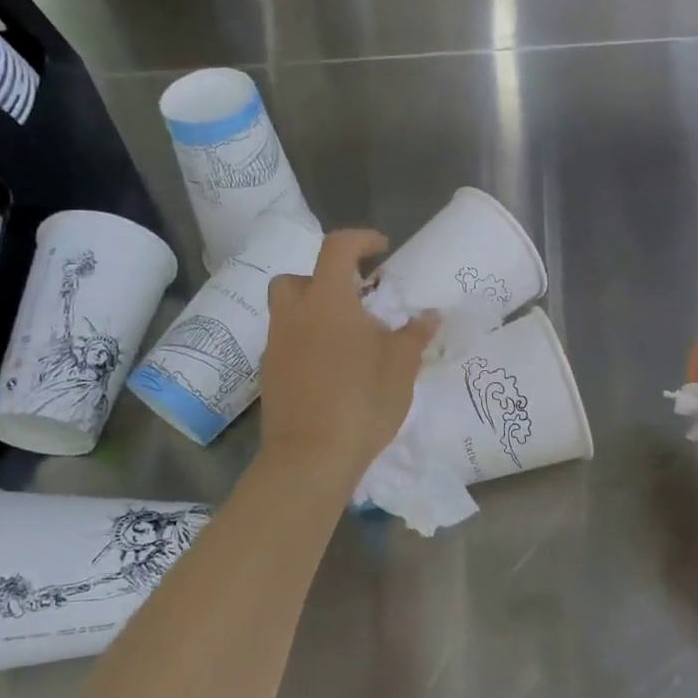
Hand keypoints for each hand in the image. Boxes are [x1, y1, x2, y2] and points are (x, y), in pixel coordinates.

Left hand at [259, 230, 435, 492]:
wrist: (311, 457)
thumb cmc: (362, 402)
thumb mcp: (401, 367)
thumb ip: (415, 335)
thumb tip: (430, 314)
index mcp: (327, 301)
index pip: (337, 248)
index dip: (360, 239)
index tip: (381, 249)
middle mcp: (294, 315)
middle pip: (298, 277)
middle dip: (324, 279)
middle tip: (354, 299)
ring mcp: (276, 345)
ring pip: (287, 310)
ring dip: (313, 311)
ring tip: (344, 338)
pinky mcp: (268, 374)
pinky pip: (285, 342)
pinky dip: (304, 342)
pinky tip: (329, 369)